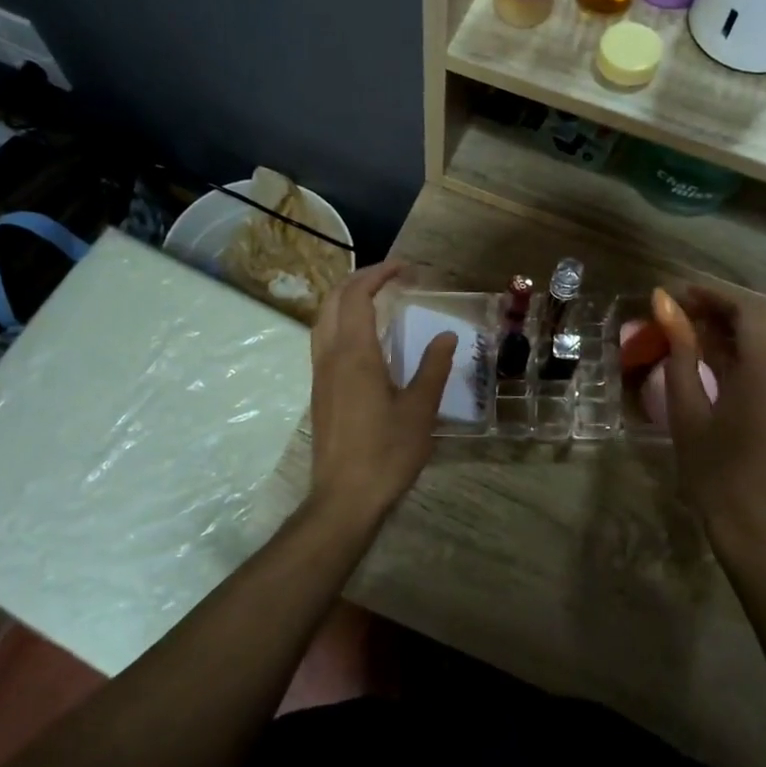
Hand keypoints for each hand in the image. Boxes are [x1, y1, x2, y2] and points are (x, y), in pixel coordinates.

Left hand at [308, 261, 453, 523]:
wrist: (344, 498)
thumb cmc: (386, 453)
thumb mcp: (420, 410)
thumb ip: (433, 367)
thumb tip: (445, 335)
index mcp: (354, 354)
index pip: (356, 295)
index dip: (378, 274)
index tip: (405, 269)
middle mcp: (330, 356)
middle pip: (333, 300)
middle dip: (359, 281)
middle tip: (391, 279)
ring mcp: (320, 375)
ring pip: (323, 320)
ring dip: (346, 300)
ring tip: (377, 301)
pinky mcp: (319, 393)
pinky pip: (324, 341)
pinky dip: (341, 323)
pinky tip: (365, 341)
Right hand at [654, 285, 765, 536]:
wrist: (754, 523)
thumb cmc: (712, 467)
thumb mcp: (686, 406)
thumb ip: (680, 349)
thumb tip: (664, 303)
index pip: (746, 308)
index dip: (710, 294)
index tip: (675, 294)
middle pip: (763, 317)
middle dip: (722, 307)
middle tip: (680, 312)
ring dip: (734, 327)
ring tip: (691, 333)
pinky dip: (746, 349)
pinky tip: (714, 360)